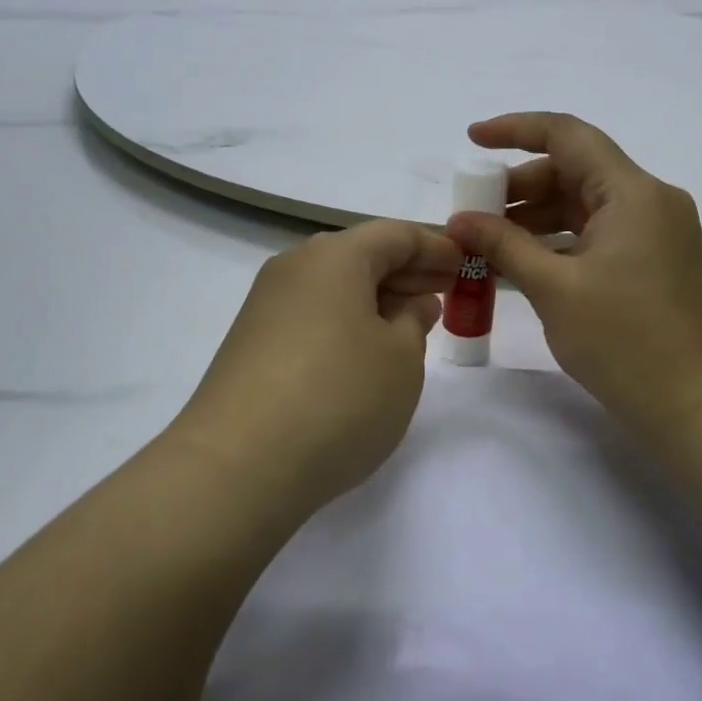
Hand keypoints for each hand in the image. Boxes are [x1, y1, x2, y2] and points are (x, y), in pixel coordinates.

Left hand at [171, 220, 460, 521]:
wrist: (237, 465)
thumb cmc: (339, 397)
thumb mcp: (401, 359)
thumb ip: (413, 321)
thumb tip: (410, 304)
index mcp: (335, 256)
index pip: (395, 235)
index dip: (435, 246)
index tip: (464, 264)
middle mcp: (295, 267)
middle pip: (361, 255)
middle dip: (406, 271)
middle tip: (445, 293)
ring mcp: (266, 304)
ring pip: (334, 286)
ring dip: (376, 298)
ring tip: (410, 324)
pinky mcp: (251, 342)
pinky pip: (312, 314)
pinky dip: (346, 321)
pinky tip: (364, 352)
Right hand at [446, 113, 701, 511]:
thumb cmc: (627, 342)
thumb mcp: (555, 289)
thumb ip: (504, 245)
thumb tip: (459, 220)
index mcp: (632, 192)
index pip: (567, 134)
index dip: (515, 129)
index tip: (472, 139)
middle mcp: (650, 201)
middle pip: (575, 170)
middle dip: (519, 186)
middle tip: (474, 212)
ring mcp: (658, 233)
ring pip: (585, 204)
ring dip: (537, 217)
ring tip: (490, 243)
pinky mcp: (657, 262)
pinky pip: (600, 233)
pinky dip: (561, 241)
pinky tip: (525, 264)